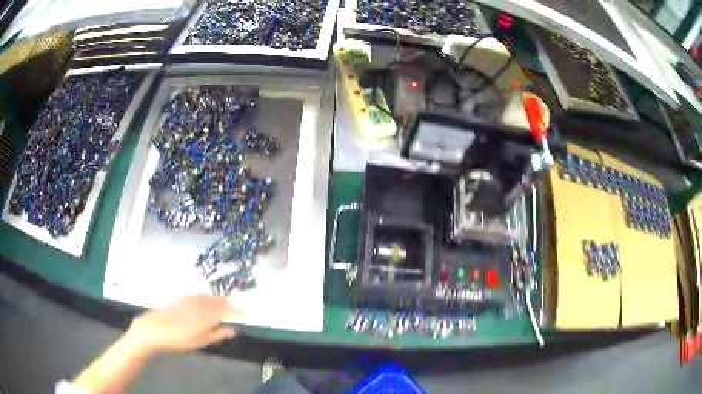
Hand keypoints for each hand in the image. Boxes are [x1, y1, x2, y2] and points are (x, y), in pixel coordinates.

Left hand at [125, 295, 241, 354]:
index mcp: (207, 314)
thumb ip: (217, 334)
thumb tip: (233, 330)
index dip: (238, 311)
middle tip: (239, 308)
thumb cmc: (178, 339)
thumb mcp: (200, 341)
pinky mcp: (182, 298)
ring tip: (226, 304)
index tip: (248, 313)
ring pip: (210, 297)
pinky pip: (200, 295)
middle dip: (230, 303)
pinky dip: (208, 298)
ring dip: (219, 300)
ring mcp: (190, 299)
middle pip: (219, 301)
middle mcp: (201, 303)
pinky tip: (207, 301)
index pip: (227, 310)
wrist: (154, 329)